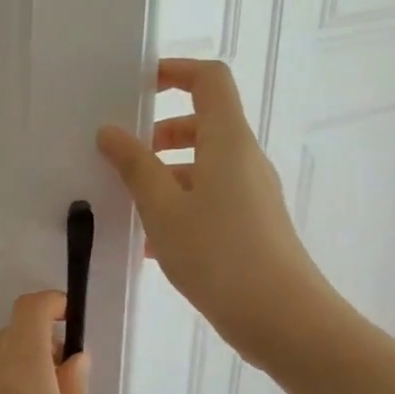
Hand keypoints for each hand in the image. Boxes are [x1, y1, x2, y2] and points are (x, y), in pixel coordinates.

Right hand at [98, 58, 342, 366]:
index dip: (175, 72)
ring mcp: (251, 193)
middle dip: (159, 132)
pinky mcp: (251, 224)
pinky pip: (209, 196)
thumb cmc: (219, 255)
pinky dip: (178, 203)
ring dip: (164, 173)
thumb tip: (110, 131)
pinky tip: (150, 242)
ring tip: (128, 203)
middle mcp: (243, 159)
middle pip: (203, 123)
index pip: (209, 80)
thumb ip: (134, 165)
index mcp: (227, 142)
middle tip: (121, 155)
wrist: (284, 321)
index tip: (137, 87)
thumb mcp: (163, 208)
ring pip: (202, 164)